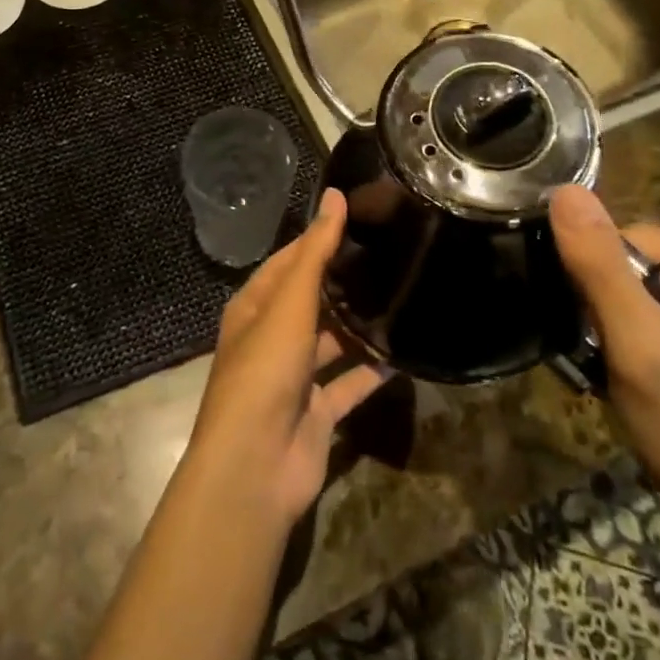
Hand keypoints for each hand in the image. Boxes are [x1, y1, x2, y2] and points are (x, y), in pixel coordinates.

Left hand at [186, 189, 390, 526]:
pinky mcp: (318, 413)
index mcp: (255, 308)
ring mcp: (295, 378)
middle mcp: (272, 338)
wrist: (256, 465)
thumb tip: (335, 195)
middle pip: (311, 301)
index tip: (359, 219)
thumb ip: (316, 251)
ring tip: (401, 297)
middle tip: (390, 255)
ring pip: (331, 342)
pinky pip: (349, 384)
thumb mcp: (290, 302)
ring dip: (358, 326)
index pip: (288, 262)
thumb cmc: (265, 369)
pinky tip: (404, 354)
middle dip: (343, 282)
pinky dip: (371, 371)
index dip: (318, 240)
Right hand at [549, 186, 659, 530]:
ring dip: (623, 325)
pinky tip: (640, 375)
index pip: (640, 240)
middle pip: (647, 265)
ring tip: (621, 368)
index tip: (600, 330)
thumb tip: (565, 190)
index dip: (604, 279)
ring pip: (650, 293)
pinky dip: (641, 339)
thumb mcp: (637, 342)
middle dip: (615, 305)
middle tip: (613, 355)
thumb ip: (600, 265)